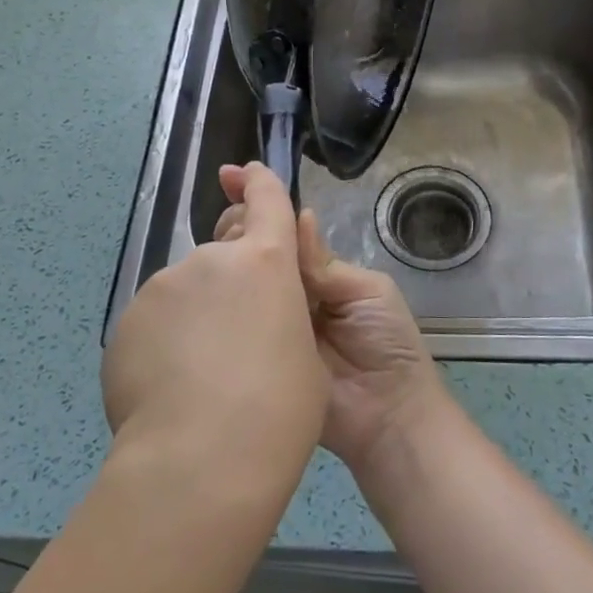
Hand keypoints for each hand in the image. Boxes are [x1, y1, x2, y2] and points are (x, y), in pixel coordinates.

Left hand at [103, 163, 325, 485]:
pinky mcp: (126, 323)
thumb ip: (285, 314)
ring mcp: (162, 289)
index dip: (259, 183)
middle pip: (224, 252)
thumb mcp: (305, 356)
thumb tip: (260, 314)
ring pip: (187, 291)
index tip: (244, 173)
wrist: (201, 462)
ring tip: (205, 375)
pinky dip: (167, 343)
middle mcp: (210, 261)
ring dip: (199, 314)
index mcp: (266, 262)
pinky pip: (157, 322)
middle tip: (242, 332)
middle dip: (235, 276)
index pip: (266, 200)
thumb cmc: (279, 410)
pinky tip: (174, 390)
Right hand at [214, 169, 453, 479]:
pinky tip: (204, 287)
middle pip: (259, 253)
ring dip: (228, 262)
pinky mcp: (257, 355)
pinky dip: (223, 306)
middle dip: (240, 228)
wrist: (388, 415)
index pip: (285, 232)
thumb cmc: (388, 344)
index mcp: (319, 273)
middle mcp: (292, 293)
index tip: (231, 176)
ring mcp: (272, 325)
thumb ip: (324, 262)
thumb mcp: (366, 291)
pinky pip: (239, 326)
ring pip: (245, 285)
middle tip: (224, 222)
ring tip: (211, 246)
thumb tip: (297, 217)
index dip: (262, 204)